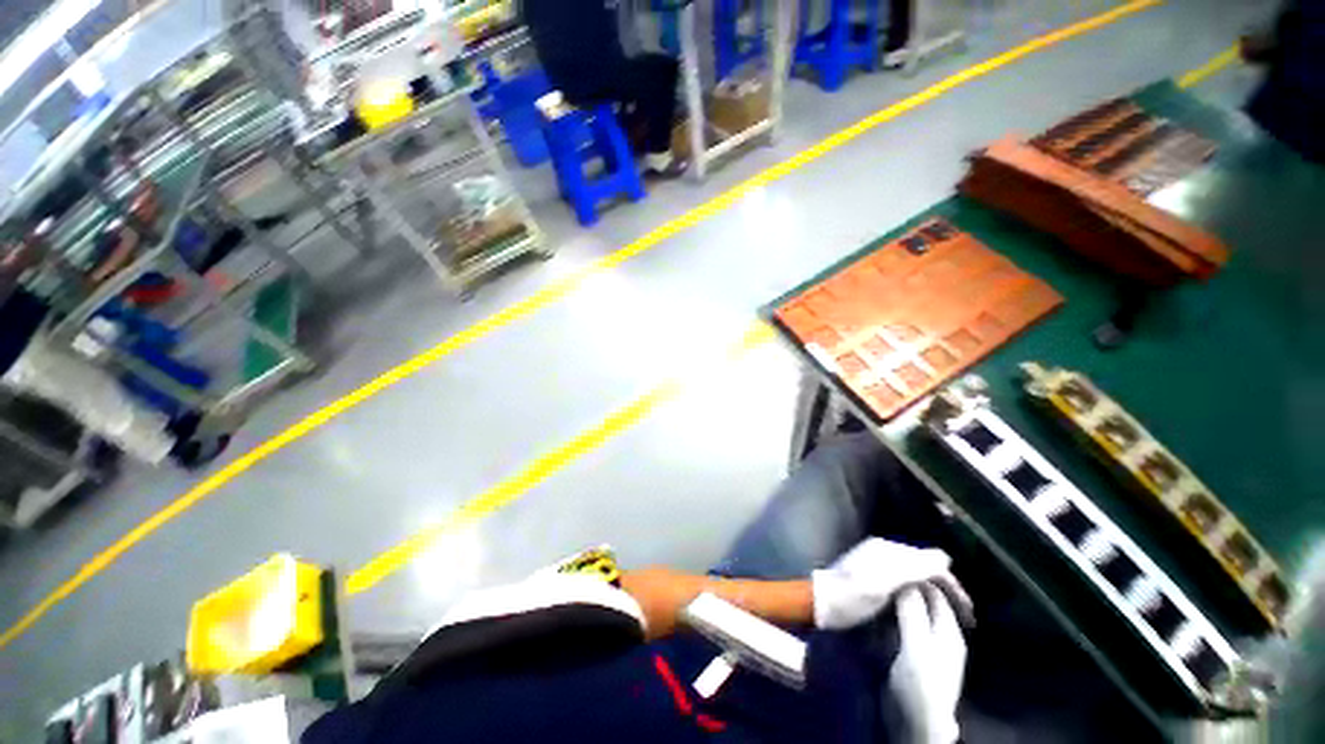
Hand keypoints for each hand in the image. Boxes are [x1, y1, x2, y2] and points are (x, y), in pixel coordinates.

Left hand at [811, 537, 972, 629]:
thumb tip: (945, 557)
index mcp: (888, 549)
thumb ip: (911, 567)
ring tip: (951, 613)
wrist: (822, 602)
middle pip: (924, 565)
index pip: (930, 561)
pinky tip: (926, 605)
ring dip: (935, 589)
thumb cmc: (852, 595)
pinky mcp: (875, 573)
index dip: (951, 584)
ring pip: (917, 572)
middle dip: (945, 586)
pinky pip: (907, 578)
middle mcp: (885, 549)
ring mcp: (879, 560)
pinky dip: (921, 590)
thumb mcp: (882, 583)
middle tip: (964, 616)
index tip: (967, 611)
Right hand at [889, 585, 967, 743]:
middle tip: (879, 576)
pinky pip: (903, 625)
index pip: (933, 590)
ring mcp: (927, 645)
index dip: (913, 575)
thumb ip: (912, 611)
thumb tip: (903, 579)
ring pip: (912, 611)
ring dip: (896, 601)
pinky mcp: (913, 655)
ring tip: (875, 591)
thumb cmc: (919, 682)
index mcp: (948, 627)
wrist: (916, 723)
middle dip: (904, 586)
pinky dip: (892, 615)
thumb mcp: (916, 644)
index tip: (888, 564)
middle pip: (923, 600)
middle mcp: (941, 633)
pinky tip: (877, 614)